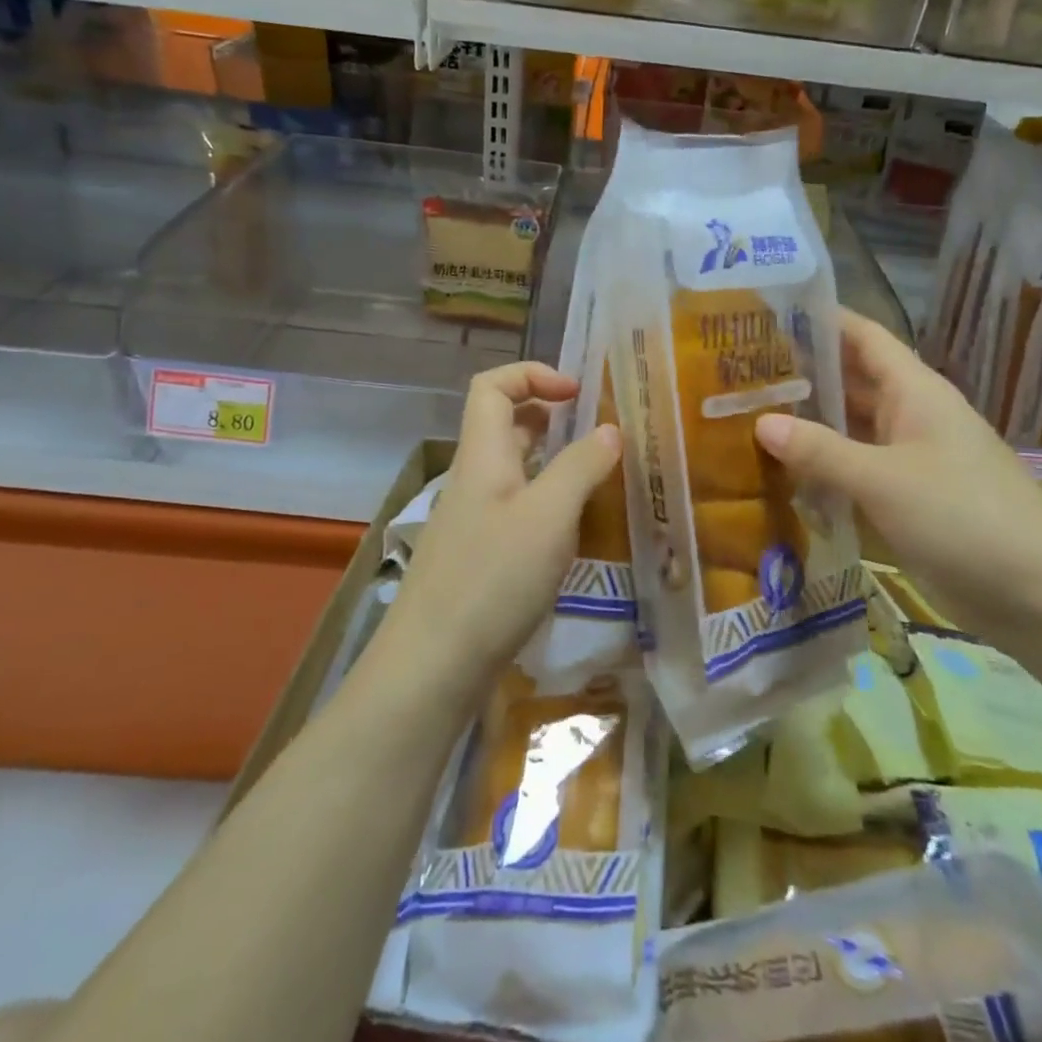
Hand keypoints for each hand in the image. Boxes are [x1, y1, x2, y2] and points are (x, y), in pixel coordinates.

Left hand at [389, 362, 620, 688]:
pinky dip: (545, 502)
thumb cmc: (493, 578)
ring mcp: (472, 519)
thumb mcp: (549, 516)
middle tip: (594, 432)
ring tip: (595, 477)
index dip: (532, 375)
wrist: (432, 665)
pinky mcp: (478, 555)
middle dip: (548, 415)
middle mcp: (473, 478)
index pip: (492, 386)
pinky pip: (515, 507)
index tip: (578, 394)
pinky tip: (573, 530)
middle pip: (502, 424)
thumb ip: (581, 467)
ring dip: (551, 461)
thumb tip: (609, 430)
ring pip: (512, 468)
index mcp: (483, 455)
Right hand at [754, 311, 1041, 632]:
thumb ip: (821, 450)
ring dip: (807, 424)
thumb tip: (761, 422)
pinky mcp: (904, 500)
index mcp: (913, 390)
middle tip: (737, 371)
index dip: (820, 319)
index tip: (767, 313)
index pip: (862, 336)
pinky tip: (778, 474)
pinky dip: (821, 470)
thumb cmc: (963, 515)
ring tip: (744, 416)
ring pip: (849, 429)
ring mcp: (907, 459)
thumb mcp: (884, 479)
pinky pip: (854, 471)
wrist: (1037, 593)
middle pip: (849, 382)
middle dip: (801, 374)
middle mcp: (908, 415)